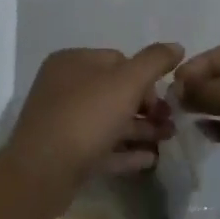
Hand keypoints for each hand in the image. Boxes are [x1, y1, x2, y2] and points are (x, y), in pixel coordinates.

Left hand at [8, 43, 182, 188]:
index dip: (146, 78)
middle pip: (115, 92)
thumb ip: (155, 61)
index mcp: (73, 62)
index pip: (119, 60)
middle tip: (169, 124)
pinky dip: (125, 151)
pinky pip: (100, 146)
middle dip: (147, 108)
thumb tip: (177, 46)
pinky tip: (149, 159)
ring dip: (140, 130)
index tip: (164, 99)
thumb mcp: (127, 82)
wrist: (42, 172)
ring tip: (166, 141)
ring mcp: (61, 121)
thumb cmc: (86, 117)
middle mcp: (63, 87)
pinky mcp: (63, 153)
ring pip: (109, 121)